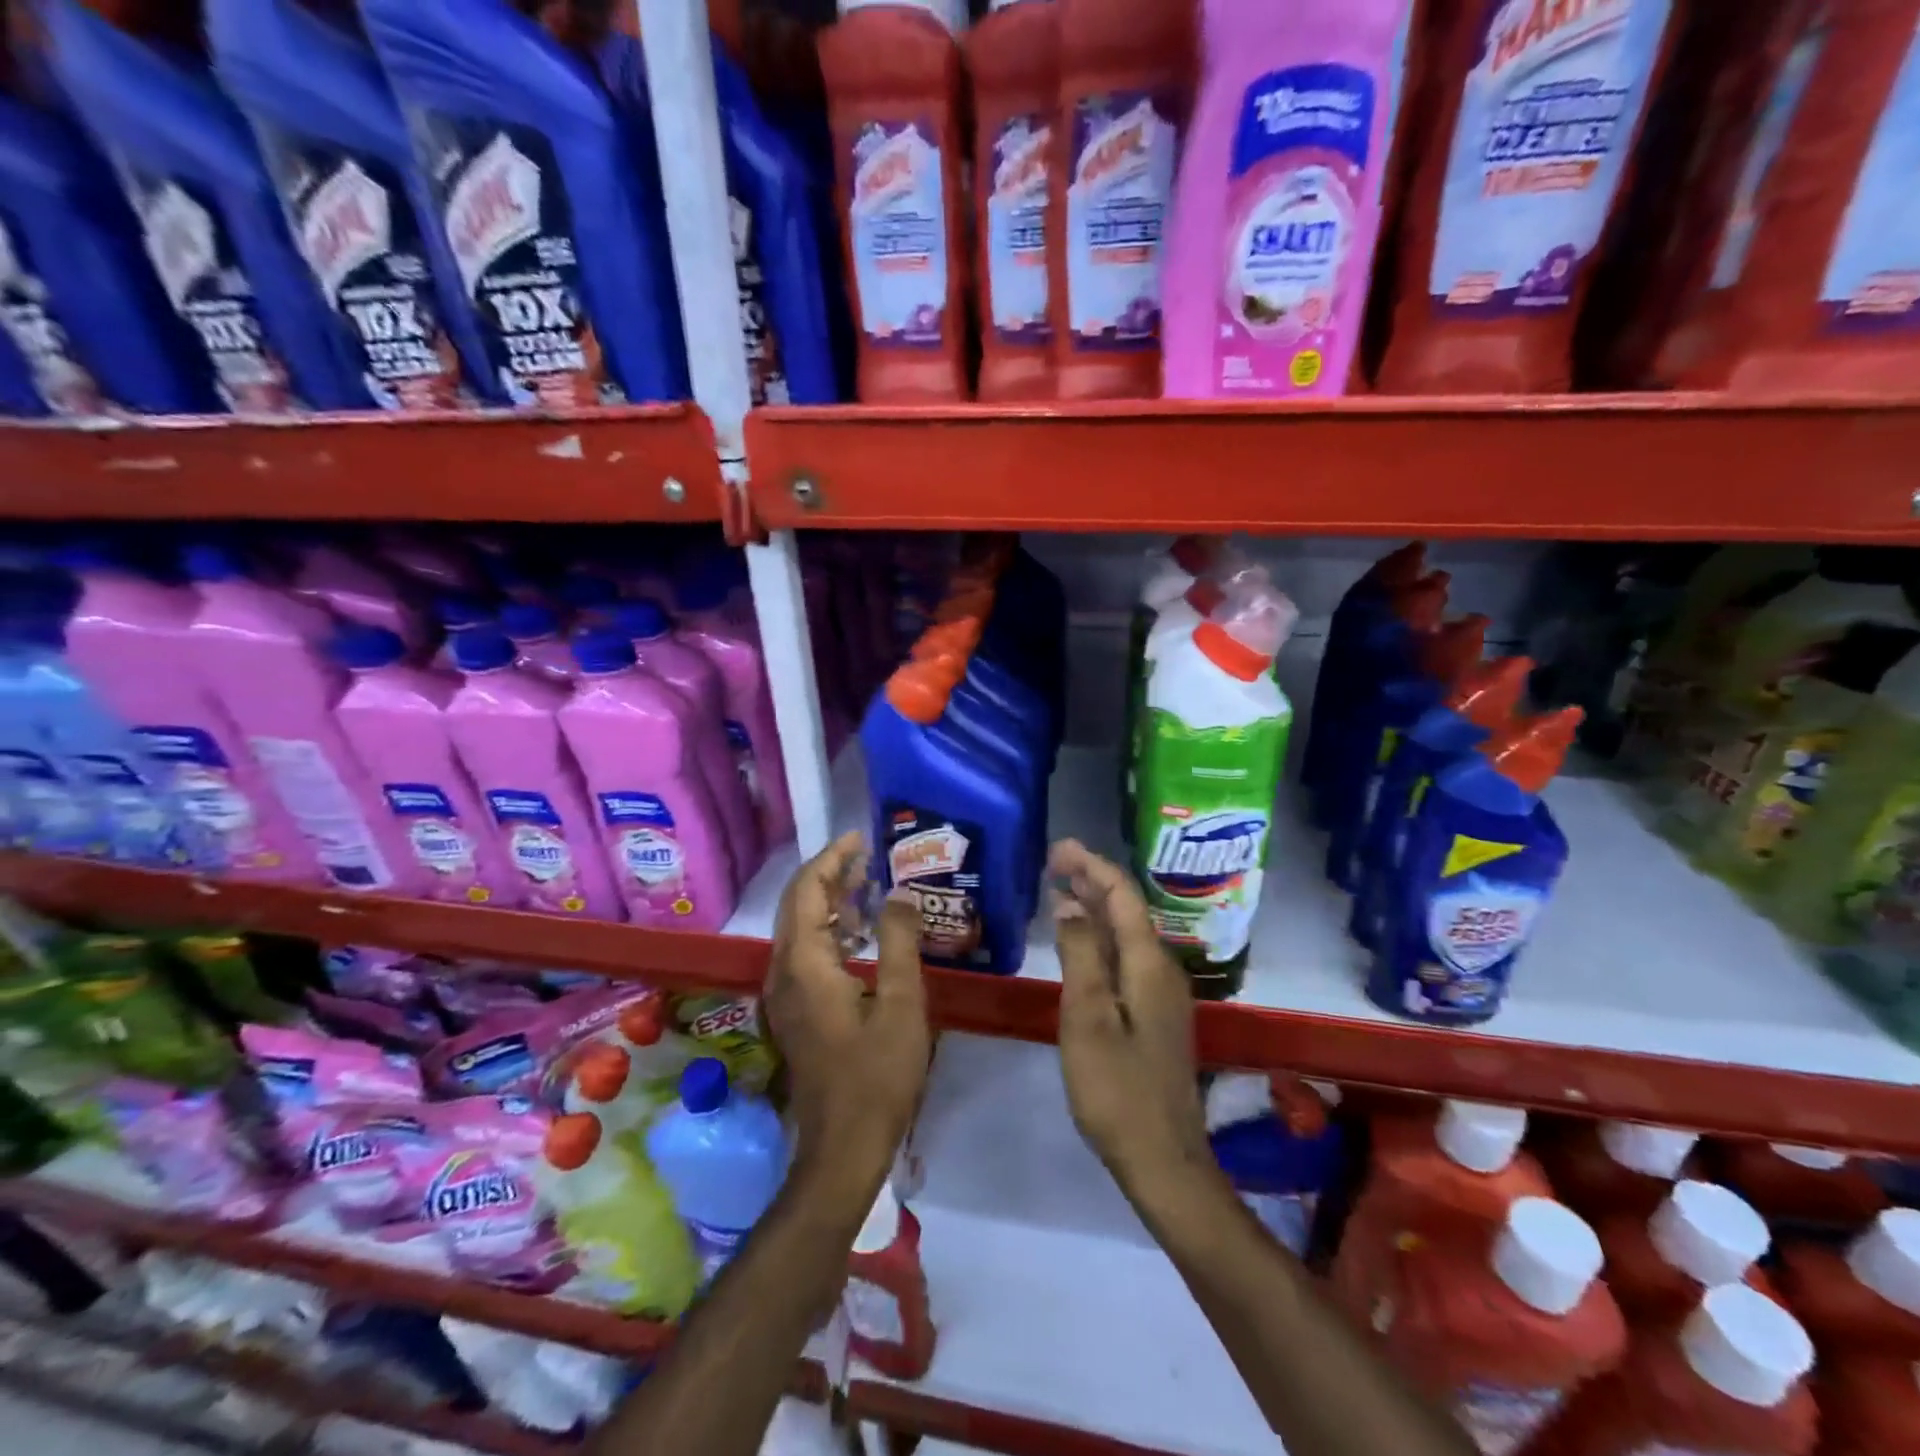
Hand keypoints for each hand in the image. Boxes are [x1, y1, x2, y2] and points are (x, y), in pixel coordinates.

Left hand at [766, 831, 929, 1212]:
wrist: (843, 1147)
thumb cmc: (877, 1076)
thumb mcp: (902, 1004)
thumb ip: (898, 941)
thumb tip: (899, 892)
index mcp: (805, 964)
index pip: (807, 891)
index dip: (831, 858)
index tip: (860, 838)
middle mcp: (784, 971)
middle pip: (798, 905)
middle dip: (830, 875)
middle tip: (868, 856)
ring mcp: (785, 994)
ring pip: (800, 928)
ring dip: (830, 901)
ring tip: (869, 884)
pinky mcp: (795, 1010)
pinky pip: (806, 952)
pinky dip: (830, 930)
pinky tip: (861, 933)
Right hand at [1050, 839, 1210, 1196]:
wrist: (1163, 1160)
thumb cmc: (1117, 1090)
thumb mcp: (1088, 1019)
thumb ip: (1079, 956)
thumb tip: (1070, 904)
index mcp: (1148, 965)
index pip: (1122, 897)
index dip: (1092, 867)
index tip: (1059, 848)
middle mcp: (1161, 970)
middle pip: (1127, 911)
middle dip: (1093, 881)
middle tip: (1054, 861)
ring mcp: (1161, 994)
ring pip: (1126, 935)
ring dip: (1095, 909)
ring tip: (1061, 890)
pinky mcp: (1154, 1016)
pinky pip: (1125, 958)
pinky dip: (1100, 939)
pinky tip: (1080, 944)